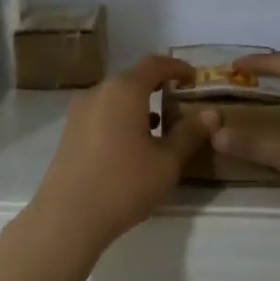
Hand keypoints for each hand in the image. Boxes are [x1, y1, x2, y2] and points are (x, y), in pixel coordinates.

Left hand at [23, 56, 213, 265]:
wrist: (67, 217)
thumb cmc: (124, 184)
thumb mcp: (167, 162)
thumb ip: (189, 134)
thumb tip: (212, 114)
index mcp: (124, 90)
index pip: (154, 64)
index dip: (177, 67)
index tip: (195, 78)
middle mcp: (98, 92)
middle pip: (133, 79)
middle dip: (158, 86)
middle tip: (181, 102)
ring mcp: (79, 112)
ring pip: (116, 97)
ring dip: (139, 104)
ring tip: (161, 126)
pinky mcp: (70, 132)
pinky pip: (102, 113)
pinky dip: (122, 118)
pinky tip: (134, 144)